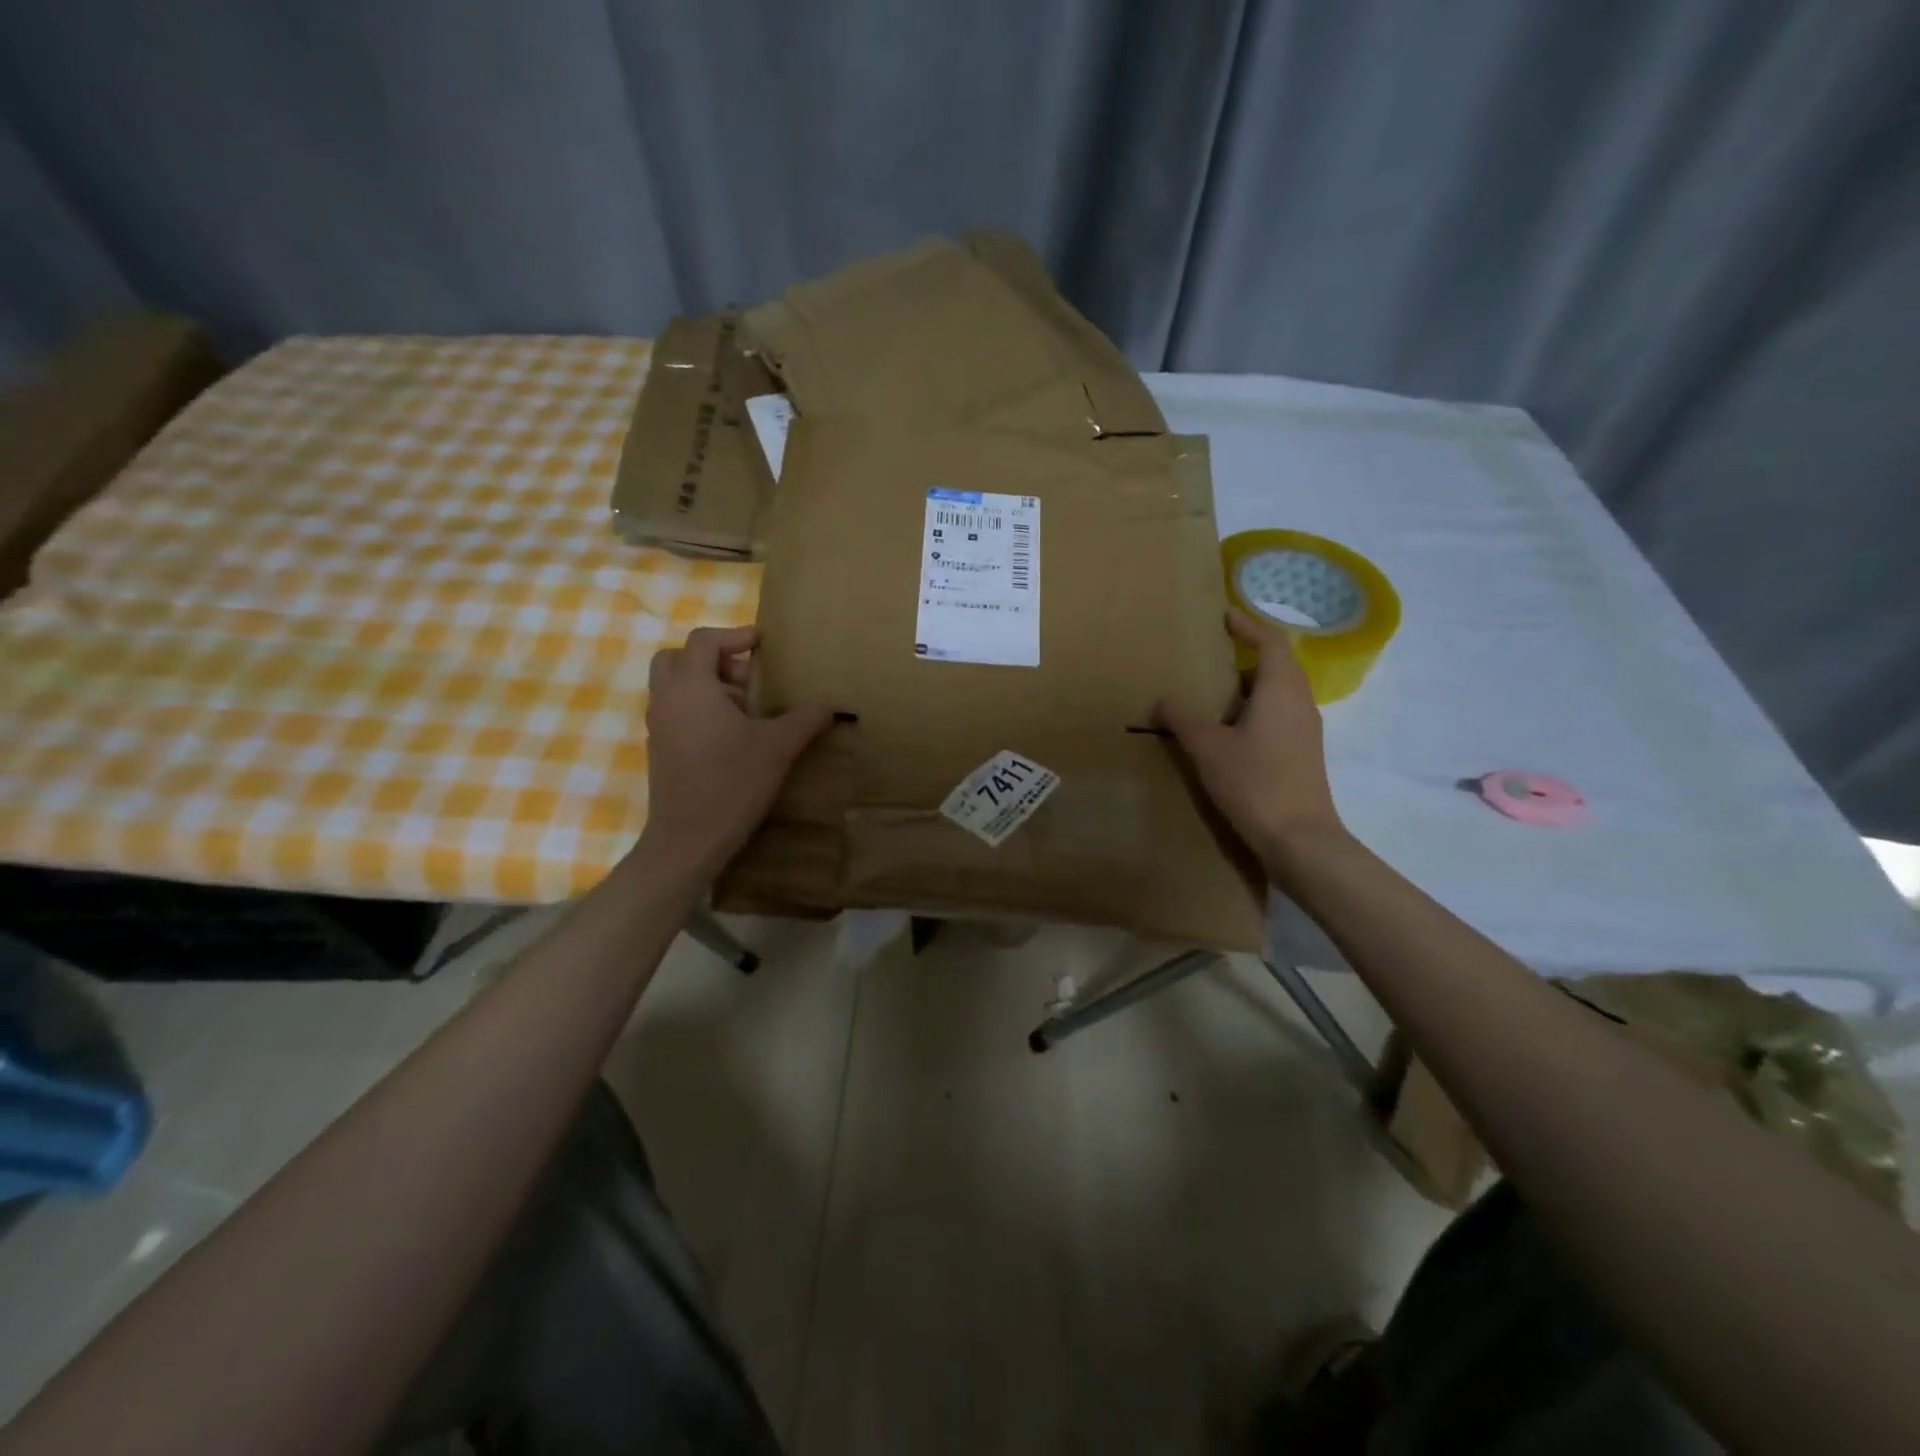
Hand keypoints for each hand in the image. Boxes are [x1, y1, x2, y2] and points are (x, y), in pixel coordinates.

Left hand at [639, 625, 831, 876]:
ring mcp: (658, 725)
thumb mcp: (778, 746)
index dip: (735, 636)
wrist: (689, 838)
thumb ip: (805, 719)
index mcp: (692, 686)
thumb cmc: (732, 781)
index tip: (763, 645)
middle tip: (749, 678)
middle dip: (714, 659)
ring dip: (707, 685)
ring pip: (675, 686)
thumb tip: (831, 705)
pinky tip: (731, 736)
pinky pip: (675, 712)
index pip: (705, 640)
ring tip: (746, 709)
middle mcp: (667, 698)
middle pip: (679, 658)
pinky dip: (699, 709)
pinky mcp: (659, 749)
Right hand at [1156, 610, 1346, 863]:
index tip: (1223, 617)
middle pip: (1277, 664)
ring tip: (1213, 693)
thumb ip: (1182, 718)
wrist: (1298, 838)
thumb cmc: (1254, 782)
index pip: (1271, 641)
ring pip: (1278, 692)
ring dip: (1248, 686)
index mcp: (1281, 689)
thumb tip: (1162, 700)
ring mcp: (1305, 729)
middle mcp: (1300, 702)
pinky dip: (1254, 710)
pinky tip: (1228, 731)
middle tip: (1210, 656)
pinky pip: (1279, 715)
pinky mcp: (1302, 753)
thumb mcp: (1207, 747)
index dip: (1248, 625)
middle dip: (1245, 655)